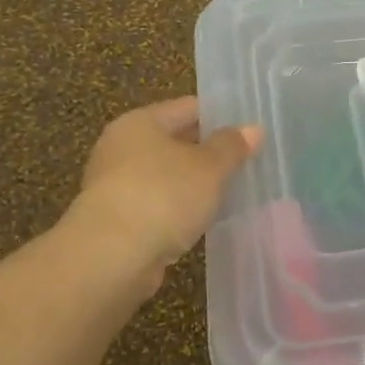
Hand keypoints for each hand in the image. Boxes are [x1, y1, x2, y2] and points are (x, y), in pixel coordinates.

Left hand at [70, 96, 260, 291]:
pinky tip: (203, 220)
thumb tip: (254, 129)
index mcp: (140, 122)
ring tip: (231, 192)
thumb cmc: (163, 196)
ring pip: (166, 176)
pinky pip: (158, 205)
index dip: (220, 116)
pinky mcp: (116, 220)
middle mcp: (121, 147)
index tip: (250, 130)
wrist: (111, 257)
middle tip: (247, 161)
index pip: (188, 108)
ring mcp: (115, 185)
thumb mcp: (209, 167)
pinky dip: (179, 210)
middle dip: (208, 152)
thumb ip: (232, 146)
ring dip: (193, 184)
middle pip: (174, 141)